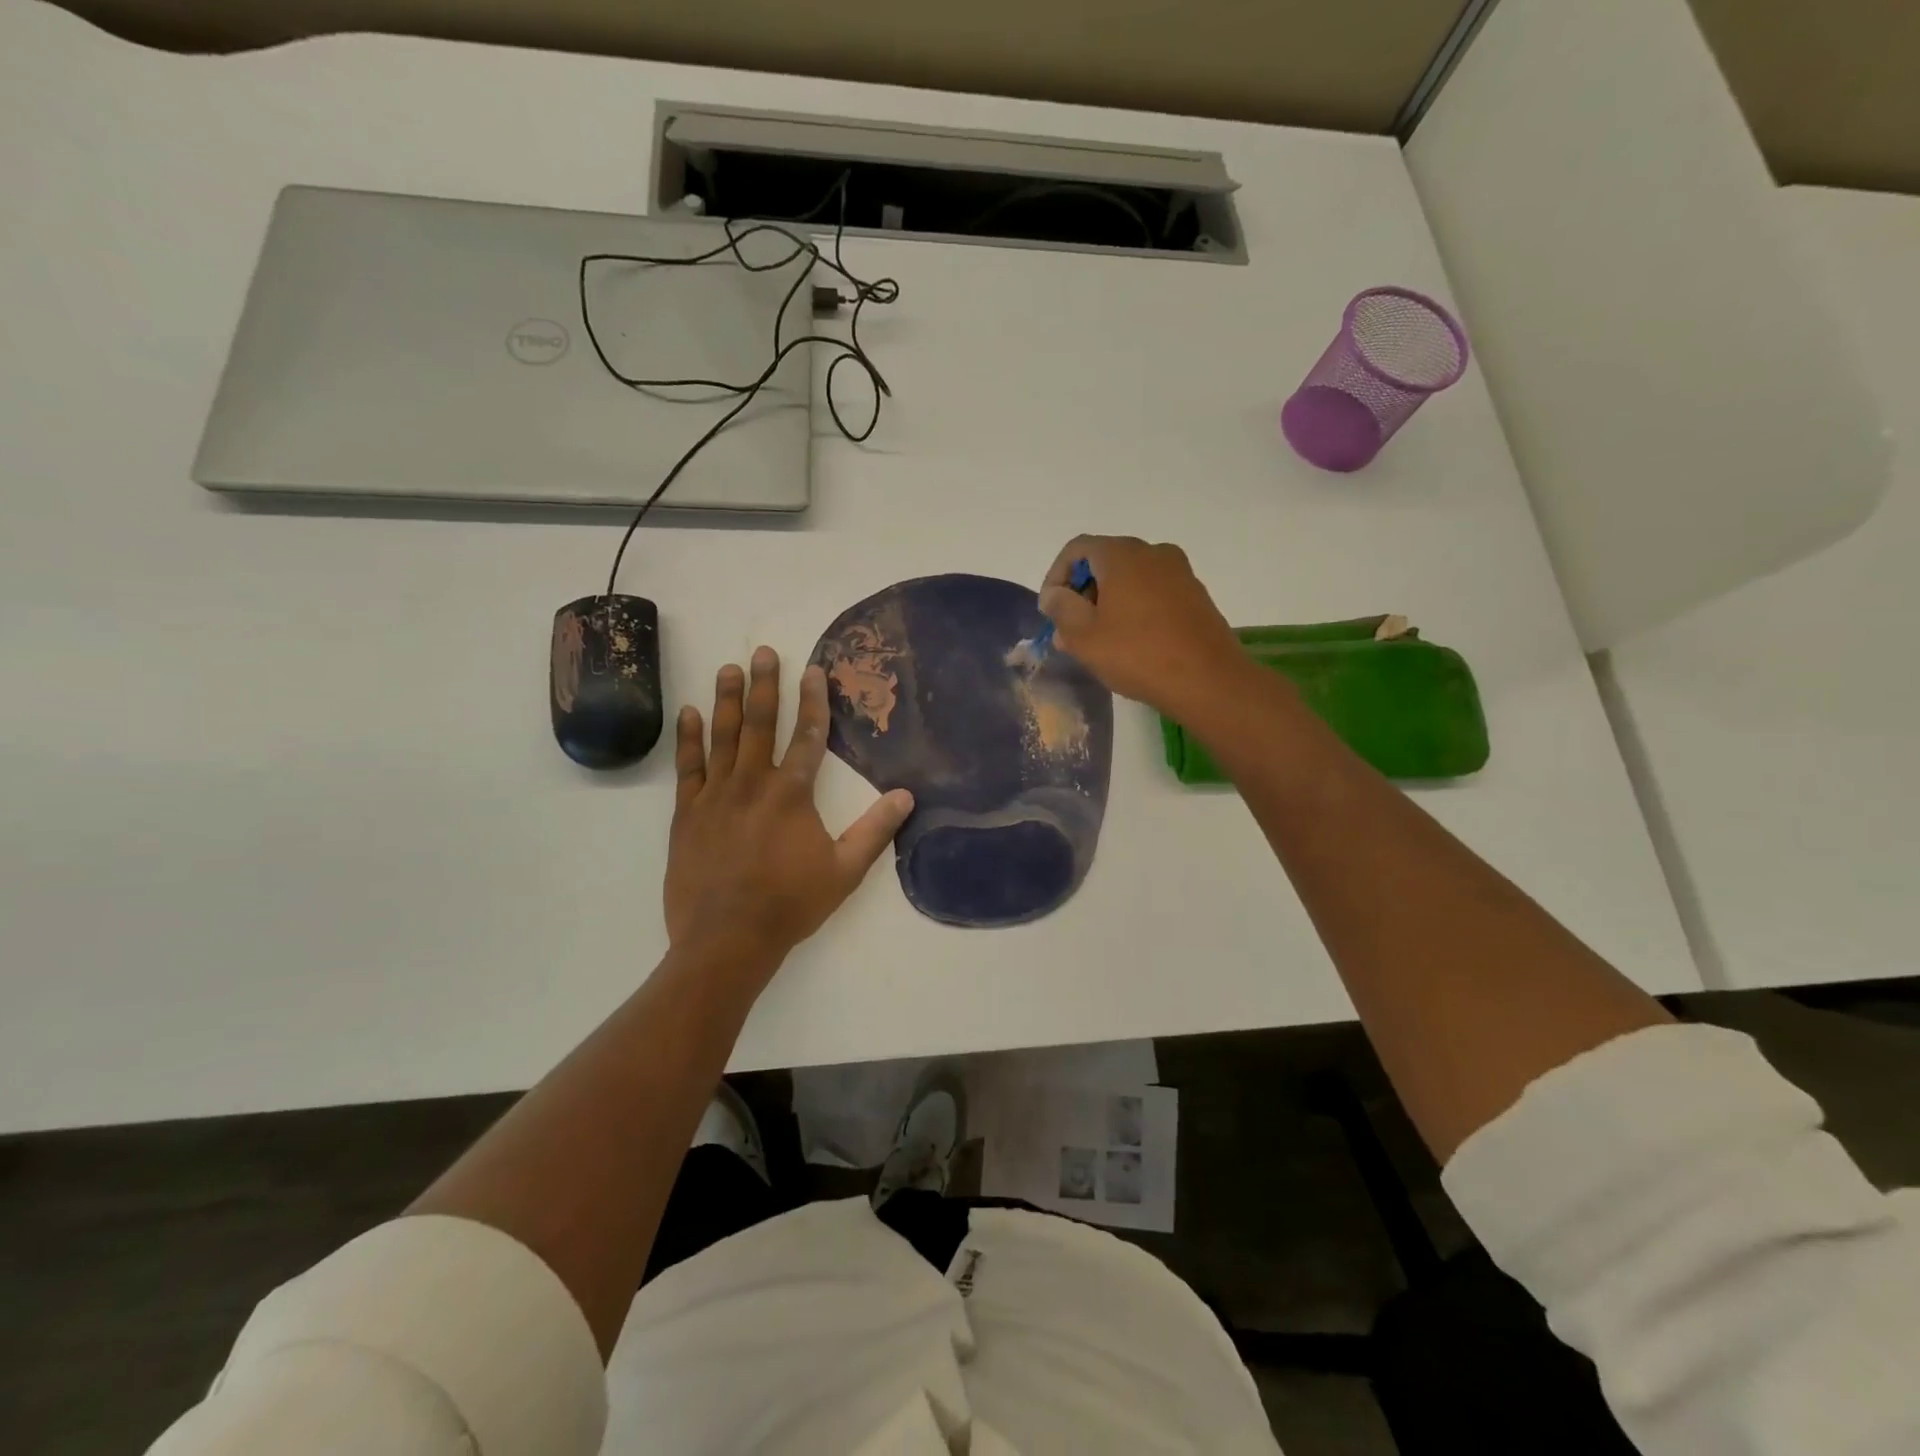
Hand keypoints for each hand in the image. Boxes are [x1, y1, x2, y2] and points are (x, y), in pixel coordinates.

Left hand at [665, 647, 913, 980]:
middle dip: (764, 686)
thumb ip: (875, 831)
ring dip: (727, 700)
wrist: (726, 939)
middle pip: (760, 724)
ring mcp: (716, 796)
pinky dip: (689, 738)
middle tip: (762, 652)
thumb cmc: (790, 904)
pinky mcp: (687, 813)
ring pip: (722, 737)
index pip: (808, 736)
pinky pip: (688, 767)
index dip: (813, 701)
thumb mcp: (845, 871)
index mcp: (792, 794)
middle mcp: (753, 783)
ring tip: (729, 668)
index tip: (812, 670)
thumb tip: (906, 796)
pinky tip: (690, 713)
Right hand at [1038, 536, 1251, 719]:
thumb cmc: (1137, 654)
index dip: (1055, 577)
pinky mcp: (1195, 595)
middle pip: (1104, 561)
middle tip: (1070, 631)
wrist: (1208, 680)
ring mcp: (1179, 572)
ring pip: (1130, 578)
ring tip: (1098, 642)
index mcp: (1122, 554)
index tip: (1050, 612)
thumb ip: (1061, 608)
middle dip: (1082, 593)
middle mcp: (1153, 552)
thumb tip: (1054, 594)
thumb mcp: (1084, 636)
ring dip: (1107, 603)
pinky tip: (1130, 643)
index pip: (1076, 549)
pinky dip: (1134, 608)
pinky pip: (1153, 592)